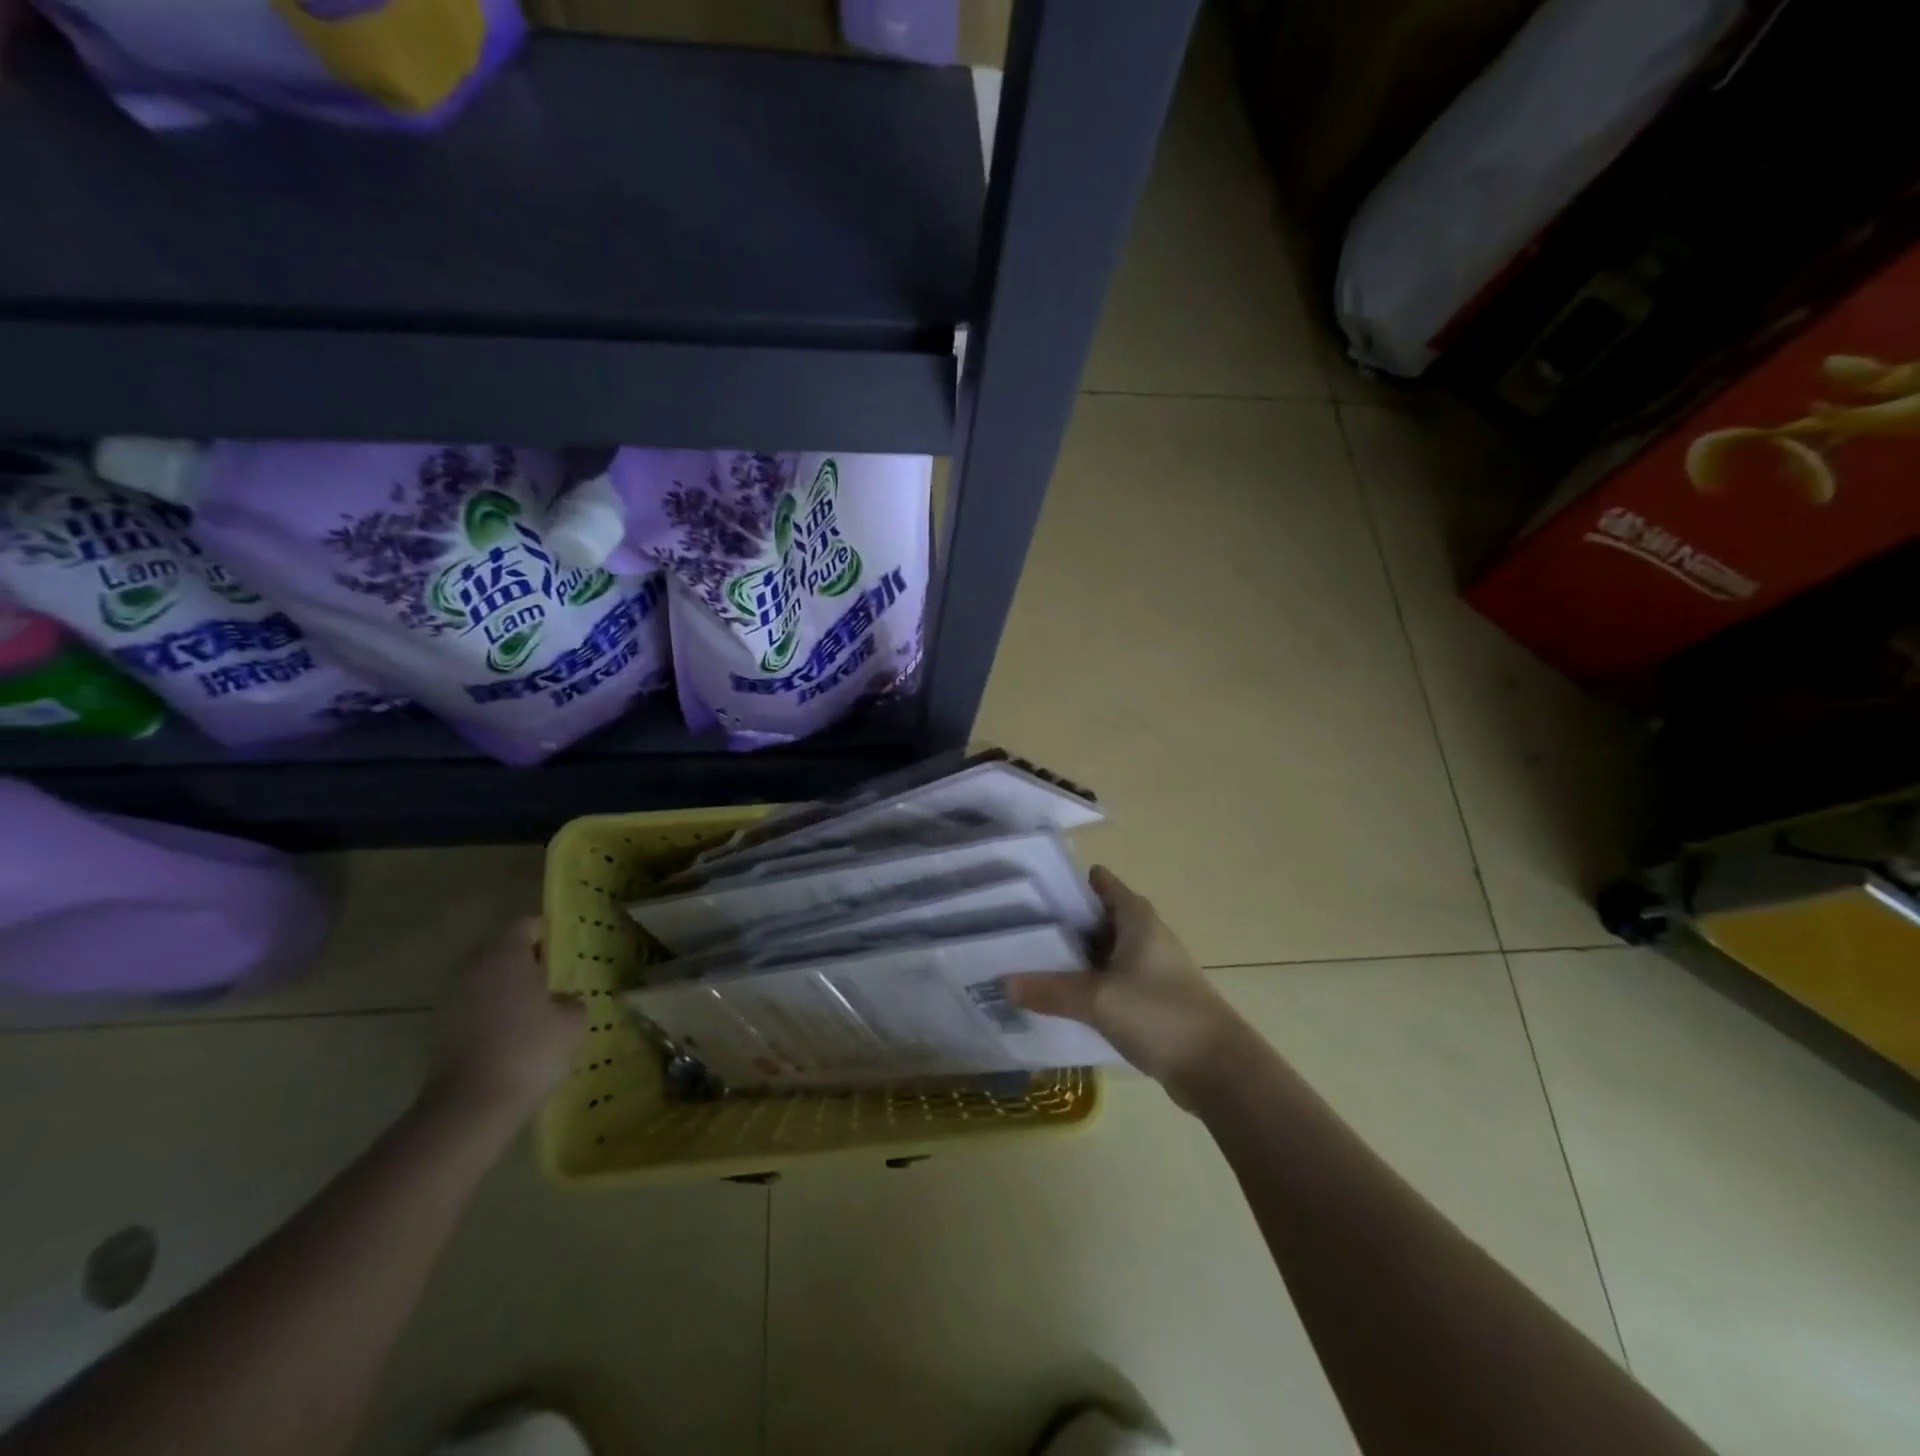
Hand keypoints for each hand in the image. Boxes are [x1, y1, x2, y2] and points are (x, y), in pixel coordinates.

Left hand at [429, 918, 586, 1121]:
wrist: (470, 1107)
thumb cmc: (530, 1050)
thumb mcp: (573, 1021)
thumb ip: (571, 1001)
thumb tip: (562, 1000)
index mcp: (506, 956)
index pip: (524, 925)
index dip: (546, 931)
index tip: (563, 947)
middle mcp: (474, 969)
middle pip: (501, 952)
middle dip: (526, 962)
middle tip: (553, 979)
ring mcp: (451, 1001)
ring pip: (486, 982)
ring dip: (507, 990)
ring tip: (535, 1011)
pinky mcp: (439, 1031)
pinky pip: (474, 1009)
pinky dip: (492, 1015)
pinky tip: (513, 1037)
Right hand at [1005, 866, 1245, 1106]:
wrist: (1219, 1069)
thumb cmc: (1160, 1015)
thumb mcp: (1098, 999)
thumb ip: (1050, 990)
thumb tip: (1003, 983)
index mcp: (1137, 918)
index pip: (1101, 883)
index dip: (1067, 883)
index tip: (1030, 889)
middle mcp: (1145, 935)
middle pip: (1098, 916)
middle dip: (1062, 920)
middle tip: (1017, 926)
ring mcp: (1151, 968)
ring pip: (1104, 950)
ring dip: (1074, 955)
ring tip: (1029, 959)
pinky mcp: (1152, 998)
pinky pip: (1112, 979)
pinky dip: (1088, 982)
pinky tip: (1060, 996)